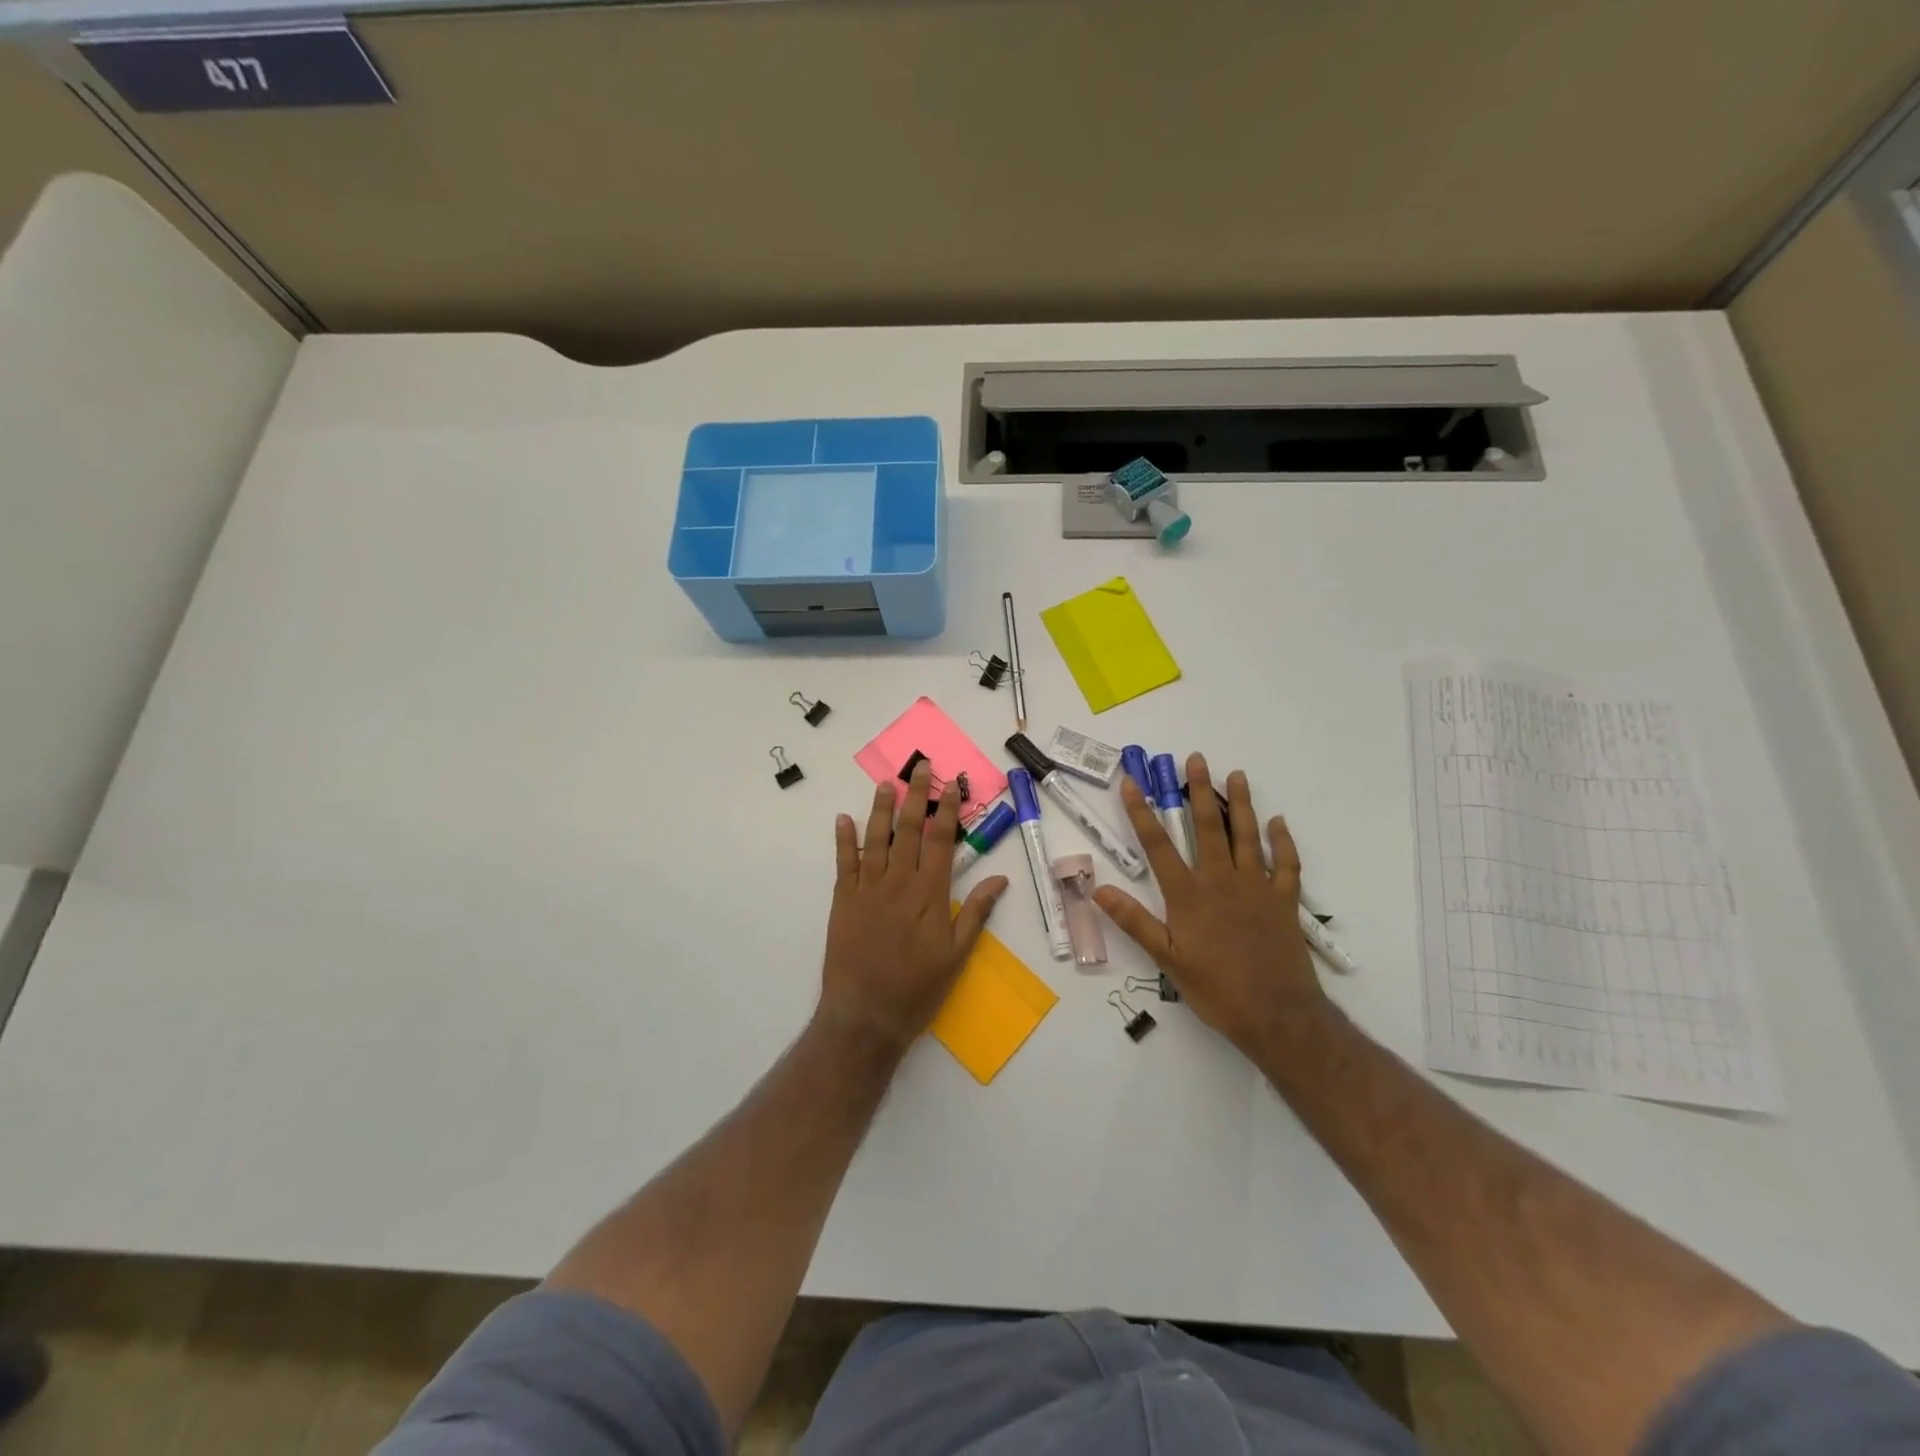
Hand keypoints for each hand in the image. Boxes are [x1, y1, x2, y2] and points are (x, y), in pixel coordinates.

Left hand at [818, 760, 1009, 1052]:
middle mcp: (898, 883)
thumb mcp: (957, 956)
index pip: (940, 842)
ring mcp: (868, 890)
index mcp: (929, 895)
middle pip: (909, 831)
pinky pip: (844, 863)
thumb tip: (1000, 878)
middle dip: (916, 796)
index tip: (950, 785)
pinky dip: (843, 840)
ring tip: (886, 782)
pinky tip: (844, 819)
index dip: (946, 811)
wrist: (865, 1016)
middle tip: (920, 767)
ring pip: (876, 839)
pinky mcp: (843, 901)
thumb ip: (975, 913)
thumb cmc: (917, 989)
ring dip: (881, 809)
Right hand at [1095, 754, 1331, 1058]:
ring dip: (1241, 804)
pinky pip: (1286, 864)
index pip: (1158, 845)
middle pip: (1207, 827)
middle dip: (1198, 792)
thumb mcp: (1167, 960)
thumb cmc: (1217, 990)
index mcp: (1188, 895)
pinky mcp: (1284, 901)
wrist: (1278, 1015)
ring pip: (1246, 836)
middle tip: (1195, 760)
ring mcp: (1256, 888)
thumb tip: (1099, 890)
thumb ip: (1134, 922)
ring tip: (1237, 775)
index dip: (1142, 812)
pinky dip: (1282, 842)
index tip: (1132, 782)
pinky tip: (1278, 823)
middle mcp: (1221, 881)